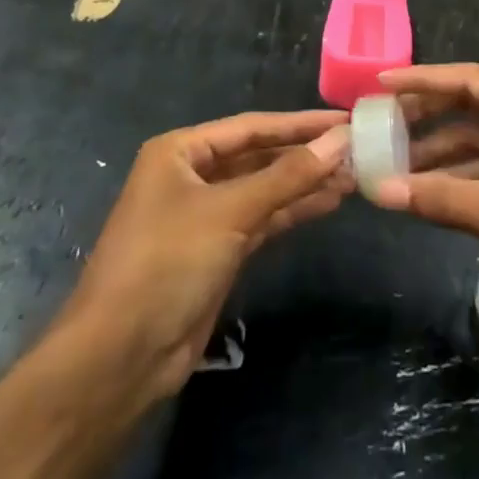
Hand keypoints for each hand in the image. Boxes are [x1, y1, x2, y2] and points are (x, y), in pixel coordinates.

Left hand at [57, 112, 351, 402]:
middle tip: (359, 149)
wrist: (119, 359)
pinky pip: (263, 218)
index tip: (347, 119)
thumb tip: (340, 140)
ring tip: (355, 175)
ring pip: (265, 188)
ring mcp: (205, 214)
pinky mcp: (218, 250)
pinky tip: (329, 202)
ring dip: (305, 182)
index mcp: (181, 151)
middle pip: (259, 155)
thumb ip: (288, 176)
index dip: (301, 123)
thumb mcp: (230, 212)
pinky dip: (293, 210)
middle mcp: (192, 174)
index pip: (253, 127)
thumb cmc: (167, 264)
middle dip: (306, 154)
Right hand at [370, 64, 478, 346]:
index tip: (379, 82)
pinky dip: (460, 181)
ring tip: (389, 166)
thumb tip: (379, 190)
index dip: (422, 80)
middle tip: (377, 126)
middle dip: (426, 118)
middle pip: (472, 108)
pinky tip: (426, 194)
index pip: (471, 80)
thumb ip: (444, 200)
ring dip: (439, 156)